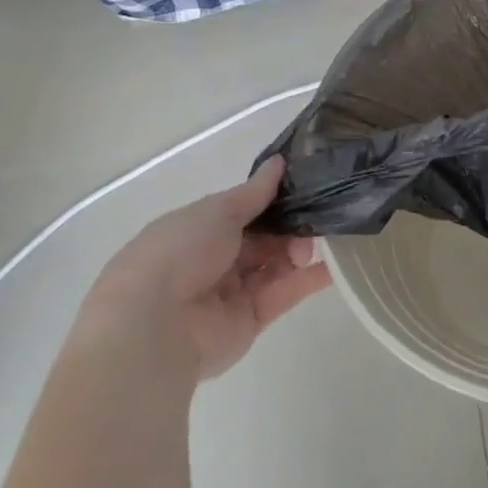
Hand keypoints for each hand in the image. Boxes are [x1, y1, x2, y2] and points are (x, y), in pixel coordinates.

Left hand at [79, 157, 329, 386]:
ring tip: (315, 244)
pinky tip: (332, 266)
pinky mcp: (249, 322)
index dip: (271, 201)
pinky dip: (306, 281)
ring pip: (274, 265)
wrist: (155, 325)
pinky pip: (282, 295)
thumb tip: (279, 162)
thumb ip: (254, 192)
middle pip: (262, 238)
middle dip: (288, 227)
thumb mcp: (217, 211)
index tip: (302, 189)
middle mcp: (212, 260)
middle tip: (311, 221)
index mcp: (197, 229)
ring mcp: (231, 292)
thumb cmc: (180, 252)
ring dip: (298, 251)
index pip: (242, 211)